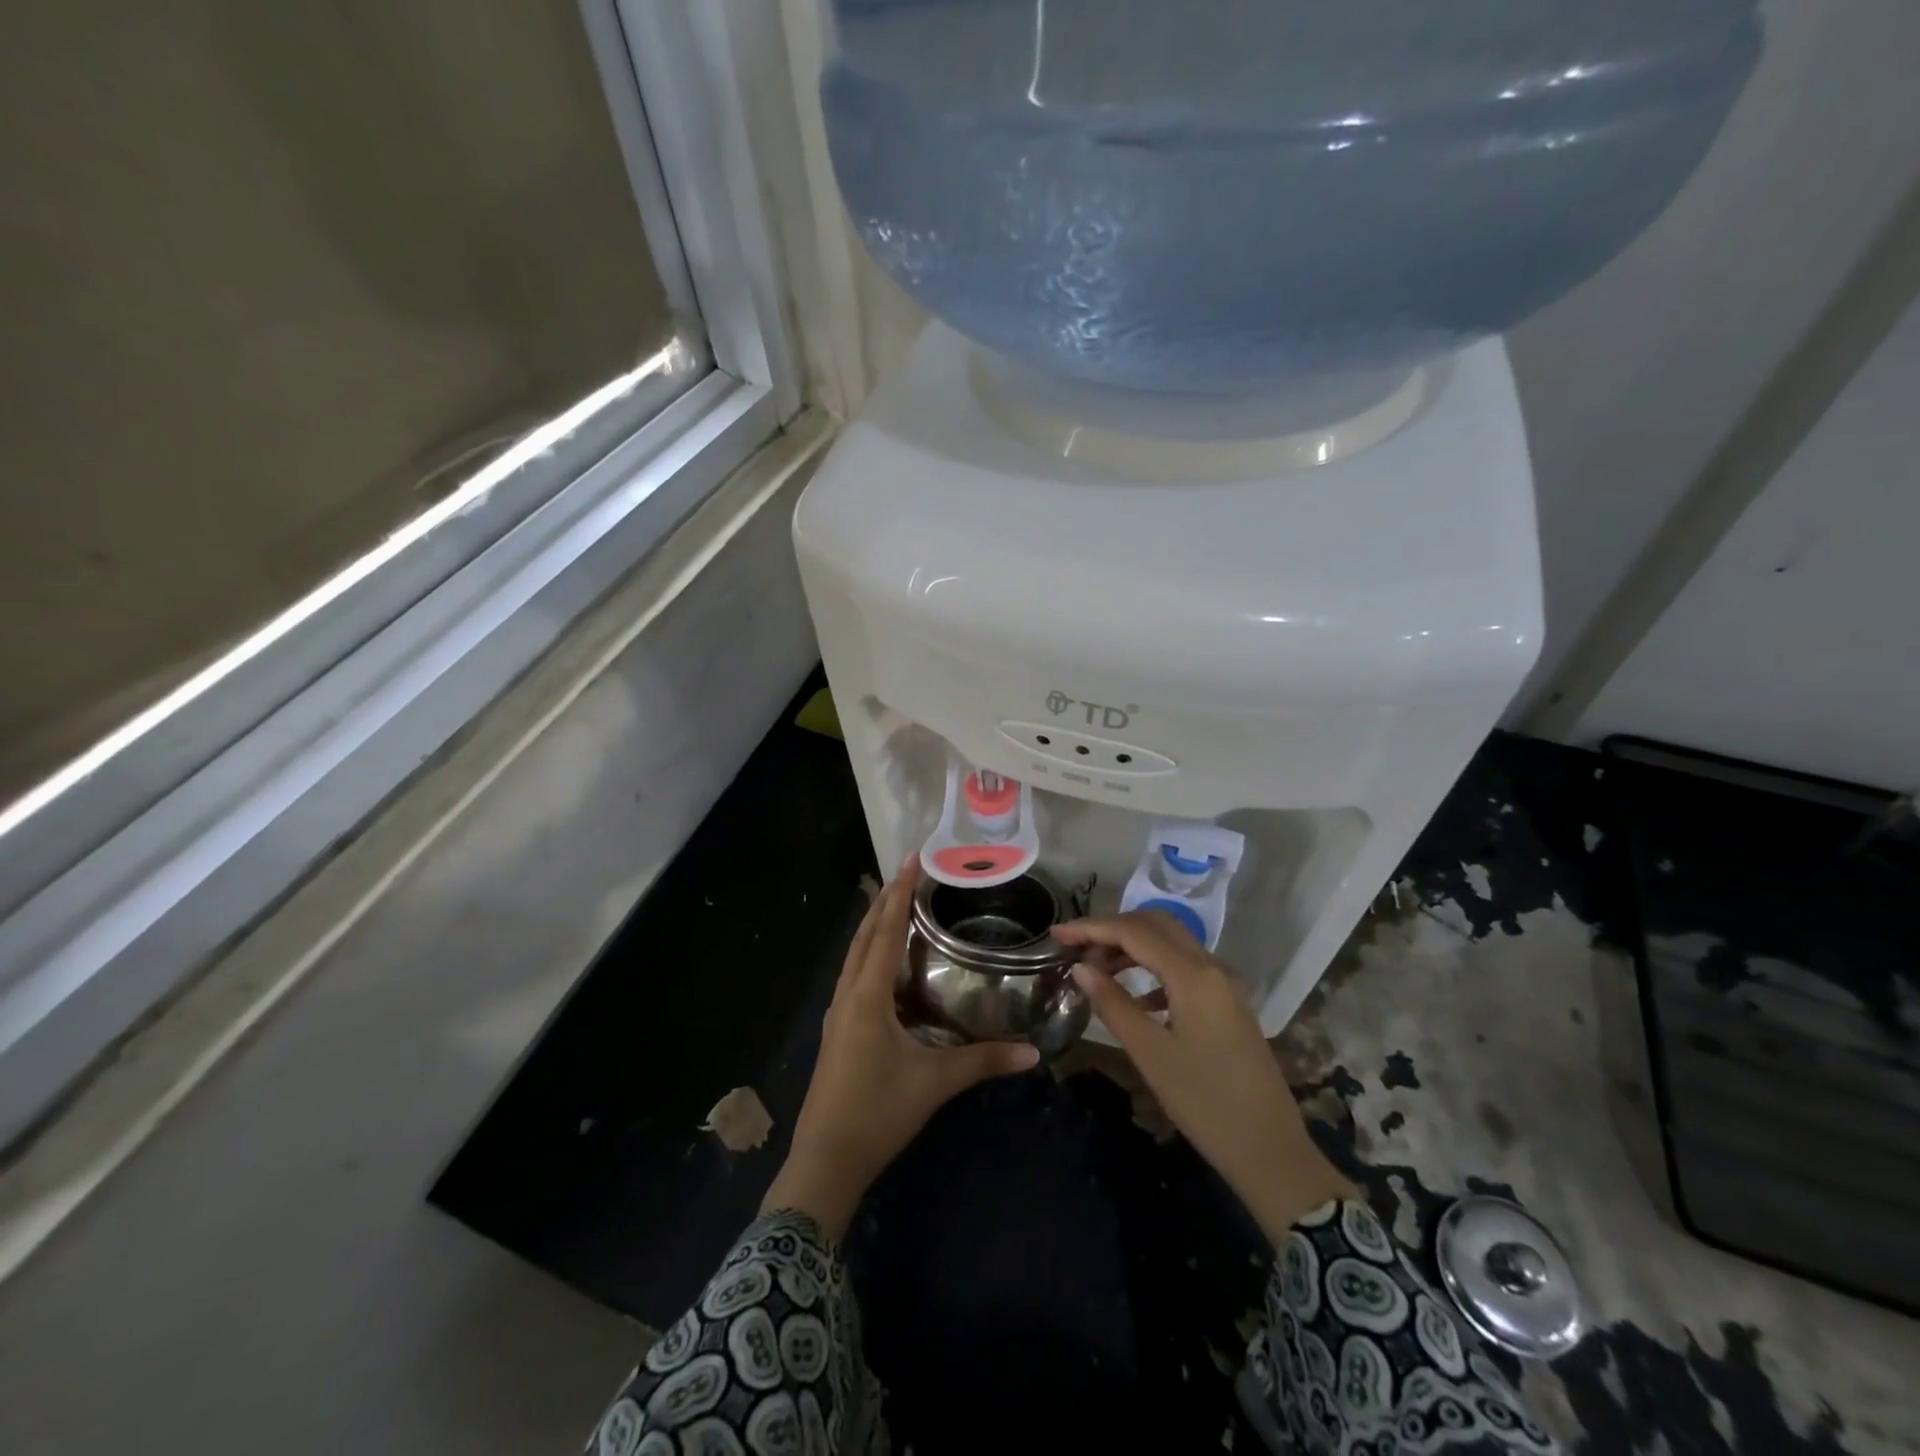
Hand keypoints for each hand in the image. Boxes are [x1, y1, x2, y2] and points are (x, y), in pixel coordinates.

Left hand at [762, 858, 1039, 1238]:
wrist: (825, 1160)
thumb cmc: (878, 1112)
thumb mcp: (935, 1083)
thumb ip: (984, 1062)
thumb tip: (1034, 1053)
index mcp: (867, 996)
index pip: (885, 932)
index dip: (899, 894)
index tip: (912, 860)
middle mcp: (848, 995)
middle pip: (864, 936)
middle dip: (884, 902)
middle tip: (907, 873)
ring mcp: (838, 1014)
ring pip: (854, 956)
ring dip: (873, 927)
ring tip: (894, 905)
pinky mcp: (838, 1031)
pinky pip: (853, 977)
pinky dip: (869, 955)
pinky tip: (884, 965)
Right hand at [1056, 912, 1354, 1243]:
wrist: (1271, 1150)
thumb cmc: (1205, 1102)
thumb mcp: (1150, 1054)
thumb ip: (1113, 1004)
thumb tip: (1081, 968)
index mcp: (1193, 974)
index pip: (1134, 932)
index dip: (1091, 928)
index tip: (1056, 933)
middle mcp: (1212, 967)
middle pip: (1156, 925)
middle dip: (1112, 928)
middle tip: (1076, 947)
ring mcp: (1224, 984)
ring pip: (1171, 944)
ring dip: (1132, 947)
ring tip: (1096, 969)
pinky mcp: (1227, 1003)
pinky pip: (1184, 968)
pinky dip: (1153, 970)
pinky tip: (1134, 998)